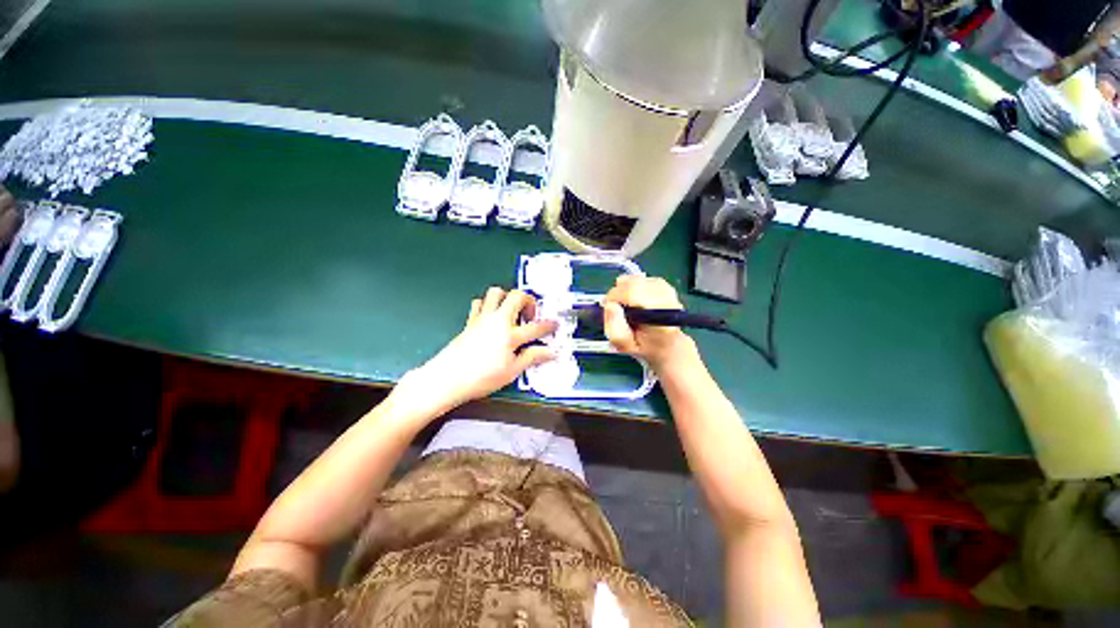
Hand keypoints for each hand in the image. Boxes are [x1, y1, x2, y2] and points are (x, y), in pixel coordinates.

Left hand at [403, 287, 556, 410]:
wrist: (447, 378)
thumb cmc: (481, 378)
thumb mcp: (512, 372)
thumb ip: (532, 357)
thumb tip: (550, 352)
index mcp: (511, 335)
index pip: (537, 327)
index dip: (549, 325)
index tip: (555, 325)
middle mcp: (498, 321)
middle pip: (517, 296)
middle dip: (529, 300)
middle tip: (530, 315)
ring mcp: (482, 318)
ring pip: (496, 293)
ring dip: (507, 297)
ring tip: (512, 312)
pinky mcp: (470, 321)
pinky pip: (478, 304)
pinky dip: (487, 305)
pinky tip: (491, 317)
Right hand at [603, 276, 697, 370]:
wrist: (667, 345)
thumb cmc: (645, 347)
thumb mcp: (625, 347)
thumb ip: (615, 330)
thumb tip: (610, 305)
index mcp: (660, 320)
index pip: (636, 293)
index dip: (616, 296)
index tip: (608, 307)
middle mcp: (668, 302)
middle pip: (635, 283)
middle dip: (618, 291)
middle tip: (614, 307)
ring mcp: (668, 292)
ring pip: (637, 279)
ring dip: (624, 289)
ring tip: (624, 304)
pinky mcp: (665, 285)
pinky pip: (641, 278)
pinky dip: (631, 285)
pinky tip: (632, 298)